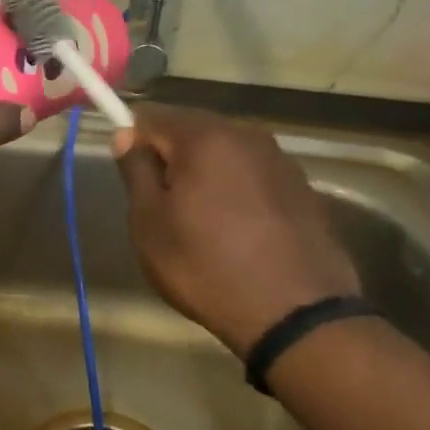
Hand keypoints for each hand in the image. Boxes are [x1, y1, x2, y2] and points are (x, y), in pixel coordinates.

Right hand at [113, 106, 359, 361]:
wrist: (296, 313)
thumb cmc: (206, 266)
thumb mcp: (150, 223)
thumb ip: (136, 170)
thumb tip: (127, 135)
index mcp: (204, 137)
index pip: (151, 116)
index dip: (132, 140)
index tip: (129, 176)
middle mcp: (246, 135)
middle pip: (191, 130)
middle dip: (170, 157)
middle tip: (160, 205)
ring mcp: (280, 160)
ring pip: (224, 152)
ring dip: (204, 173)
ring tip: (199, 221)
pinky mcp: (302, 188)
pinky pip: (252, 175)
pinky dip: (235, 190)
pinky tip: (235, 230)